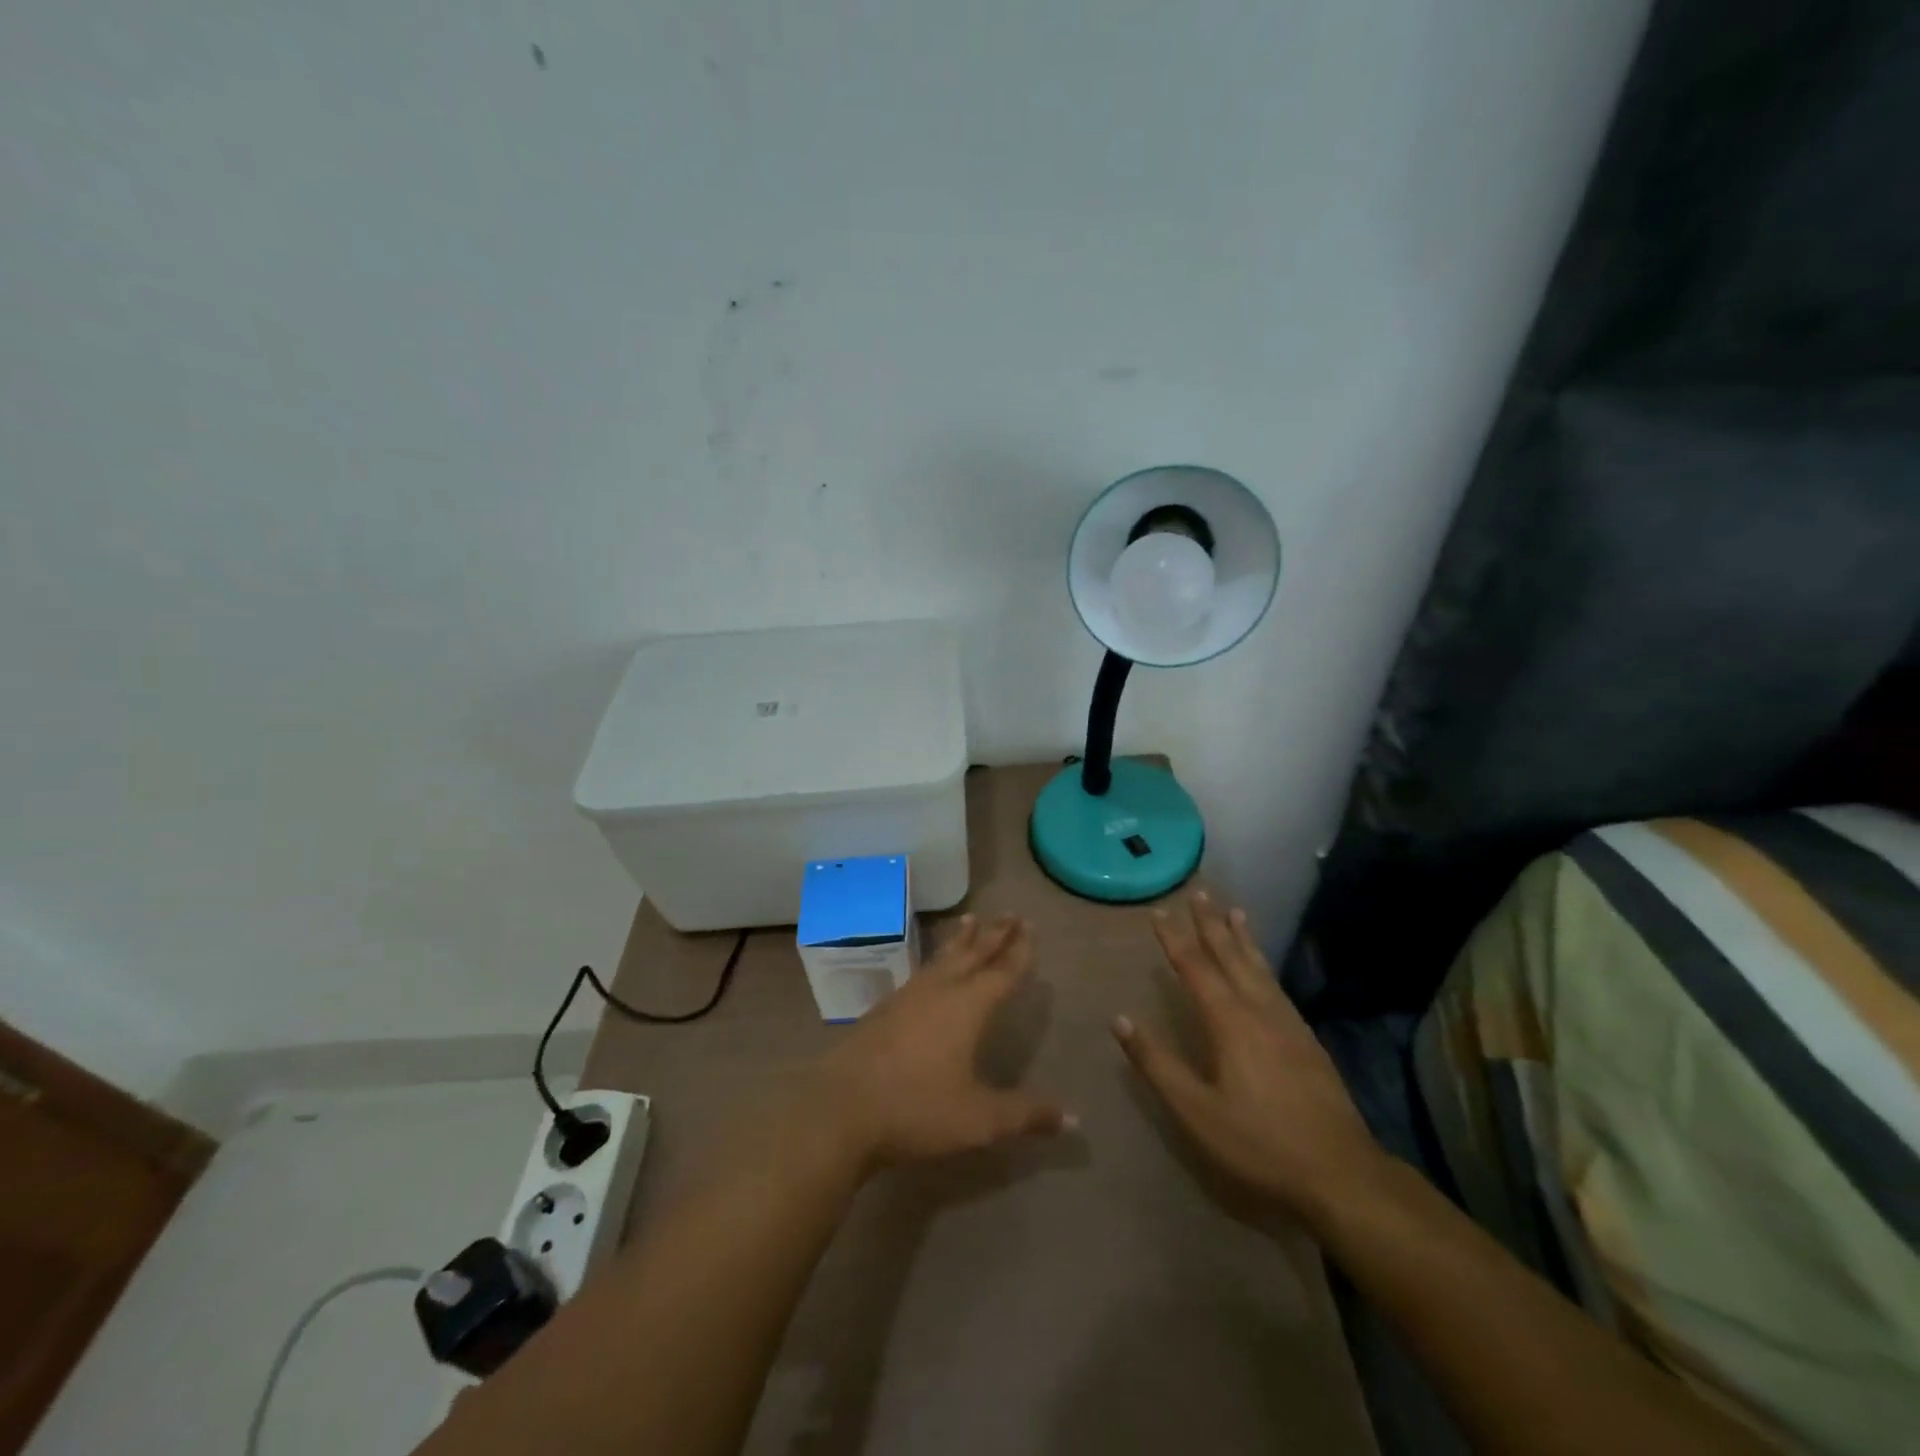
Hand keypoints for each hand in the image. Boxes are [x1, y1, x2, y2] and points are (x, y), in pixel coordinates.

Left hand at [814, 915, 1071, 1169]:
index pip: (1002, 973)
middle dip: (994, 935)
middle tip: (1010, 913)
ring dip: (961, 940)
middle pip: (973, 955)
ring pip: (942, 958)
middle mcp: (940, 991)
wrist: (841, 1110)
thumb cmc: (917, 1109)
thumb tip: (1074, 1118)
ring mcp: (907, 997)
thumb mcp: (979, 1119)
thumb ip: (1026, 1114)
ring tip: (970, 919)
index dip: (1019, 952)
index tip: (1029, 927)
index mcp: (968, 1007)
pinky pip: (920, 972)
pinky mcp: (883, 1009)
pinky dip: (935, 960)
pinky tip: (931, 968)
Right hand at [1114, 892, 1384, 1227]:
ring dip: (1242, 938)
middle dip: (1211, 924)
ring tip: (1235, 912)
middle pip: (1231, 957)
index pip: (1195, 968)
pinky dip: (1264, 965)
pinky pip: (1277, 986)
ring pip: (1260, 968)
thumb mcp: (1196, 1110)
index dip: (1174, 939)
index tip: (1158, 912)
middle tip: (1199, 893)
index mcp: (1230, 1022)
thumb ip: (1157, 1063)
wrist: (1343, 1175)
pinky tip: (1264, 971)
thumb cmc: (1260, 1143)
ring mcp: (1289, 1024)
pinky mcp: (1308, 1041)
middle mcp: (1259, 1011)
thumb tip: (1119, 1019)